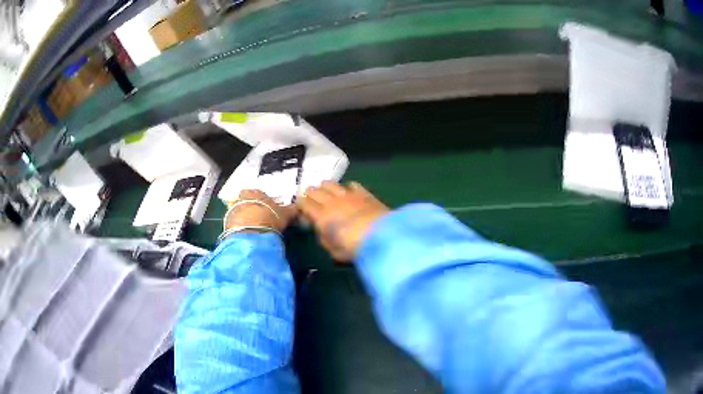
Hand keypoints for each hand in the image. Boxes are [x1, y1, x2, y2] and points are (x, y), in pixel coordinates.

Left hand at [224, 189, 296, 231]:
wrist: (252, 233)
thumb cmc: (271, 217)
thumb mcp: (286, 213)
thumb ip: (291, 210)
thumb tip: (298, 208)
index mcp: (256, 192)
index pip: (256, 193)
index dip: (261, 201)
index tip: (266, 209)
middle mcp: (241, 198)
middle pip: (245, 202)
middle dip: (251, 209)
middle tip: (259, 219)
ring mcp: (232, 211)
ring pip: (238, 213)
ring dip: (244, 219)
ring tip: (253, 230)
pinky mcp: (226, 225)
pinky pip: (234, 225)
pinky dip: (239, 229)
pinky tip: (247, 236)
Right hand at [298, 181, 388, 261]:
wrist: (383, 237)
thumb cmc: (355, 249)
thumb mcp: (334, 252)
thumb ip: (325, 239)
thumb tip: (322, 231)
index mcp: (321, 216)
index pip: (304, 203)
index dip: (301, 205)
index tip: (302, 211)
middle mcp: (331, 202)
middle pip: (314, 190)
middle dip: (310, 194)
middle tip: (311, 200)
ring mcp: (348, 195)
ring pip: (330, 184)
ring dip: (325, 187)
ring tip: (326, 192)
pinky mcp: (364, 193)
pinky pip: (351, 184)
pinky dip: (346, 187)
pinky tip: (348, 192)